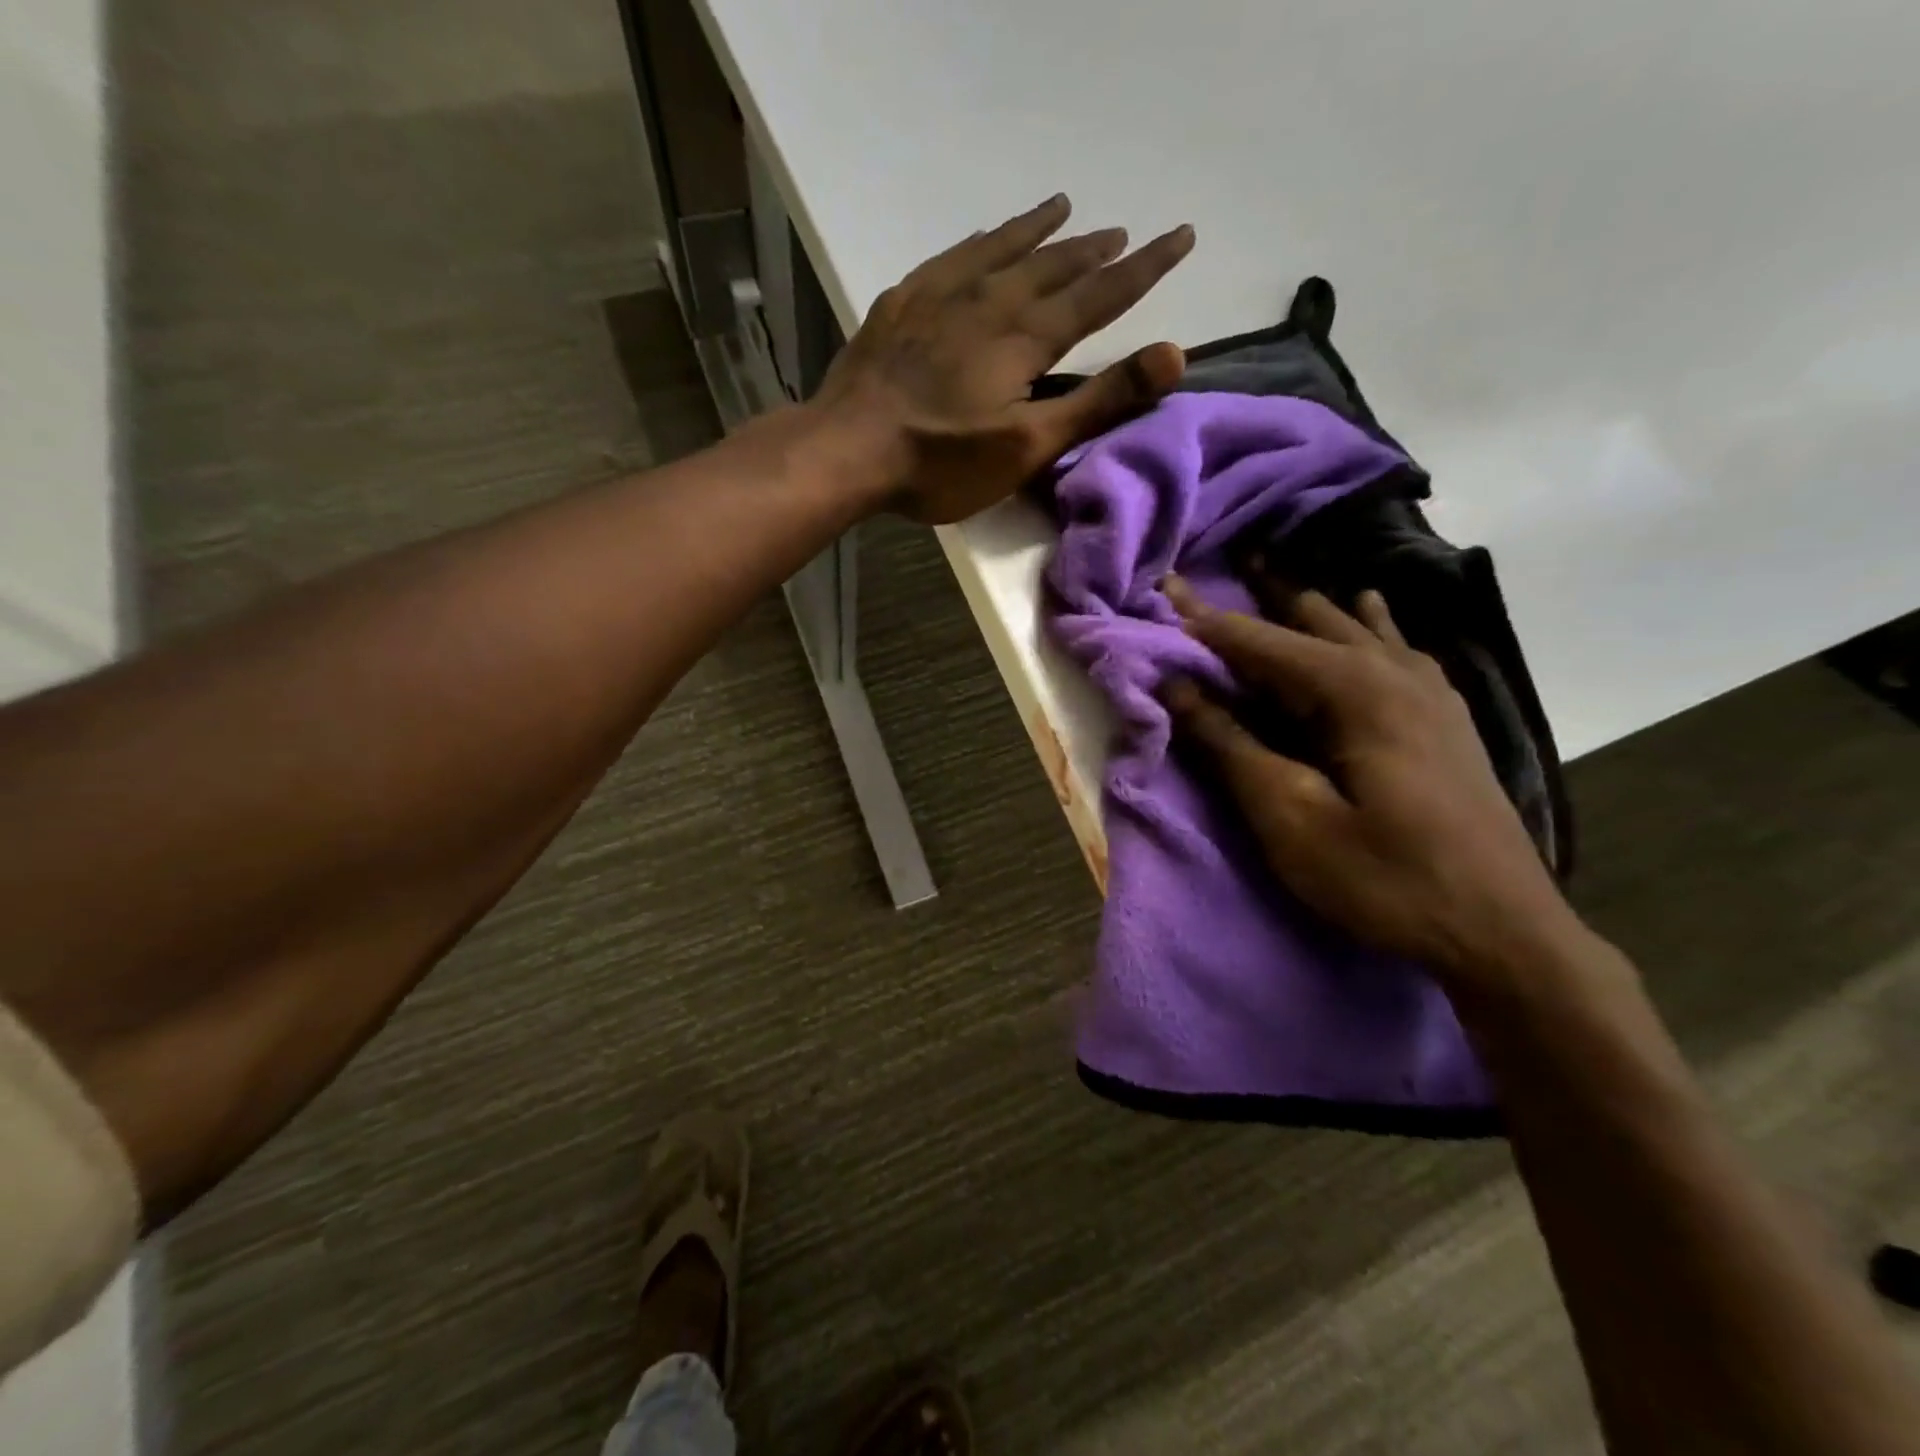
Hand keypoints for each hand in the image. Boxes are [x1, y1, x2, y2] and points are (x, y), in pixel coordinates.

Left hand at [814, 194, 1194, 523]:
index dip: (1144, 267)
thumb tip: (1173, 354)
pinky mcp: (902, 304)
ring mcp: (940, 296)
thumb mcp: (1028, 445)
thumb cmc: (942, 461)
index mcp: (1025, 337)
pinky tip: (982, 238)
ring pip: (1001, 249)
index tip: (1180, 236)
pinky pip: (951, 257)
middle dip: (1093, 249)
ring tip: (1063, 207)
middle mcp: (989, 300)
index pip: (1100, 293)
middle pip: (1053, 265)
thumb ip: (1099, 401)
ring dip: (1037, 230)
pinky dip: (979, 242)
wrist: (849, 449)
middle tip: (1121, 230)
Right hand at [1162, 577, 1580, 986]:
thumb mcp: (1290, 818)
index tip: (1165, 589)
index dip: (1207, 621)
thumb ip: (1232, 745)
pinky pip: (1398, 650)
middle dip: (1261, 600)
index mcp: (1355, 691)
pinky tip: (1370, 619)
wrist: (1504, 931)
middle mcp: (1396, 674)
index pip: (1262, 642)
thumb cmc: (1385, 878)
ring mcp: (1432, 694)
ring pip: (1361, 628)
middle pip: (1315, 620)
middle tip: (1220, 575)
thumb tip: (1179, 687)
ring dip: (1312, 609)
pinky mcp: (1448, 719)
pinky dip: (1369, 628)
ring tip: (1279, 583)